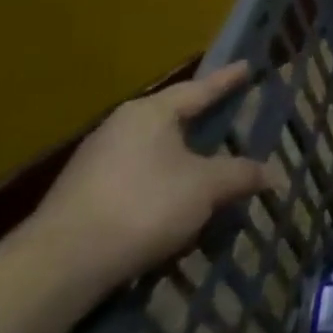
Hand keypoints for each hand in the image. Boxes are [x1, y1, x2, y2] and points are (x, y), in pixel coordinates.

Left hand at [26, 62, 271, 293]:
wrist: (59, 266)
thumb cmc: (143, 207)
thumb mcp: (206, 187)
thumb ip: (241, 175)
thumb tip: (273, 173)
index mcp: (150, 113)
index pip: (199, 89)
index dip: (226, 80)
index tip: (247, 66)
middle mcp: (120, 128)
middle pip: (173, 118)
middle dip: (202, 120)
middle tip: (229, 114)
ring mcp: (96, 162)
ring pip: (154, 151)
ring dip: (182, 158)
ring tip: (208, 165)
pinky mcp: (83, 196)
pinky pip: (136, 178)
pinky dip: (161, 184)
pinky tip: (175, 203)